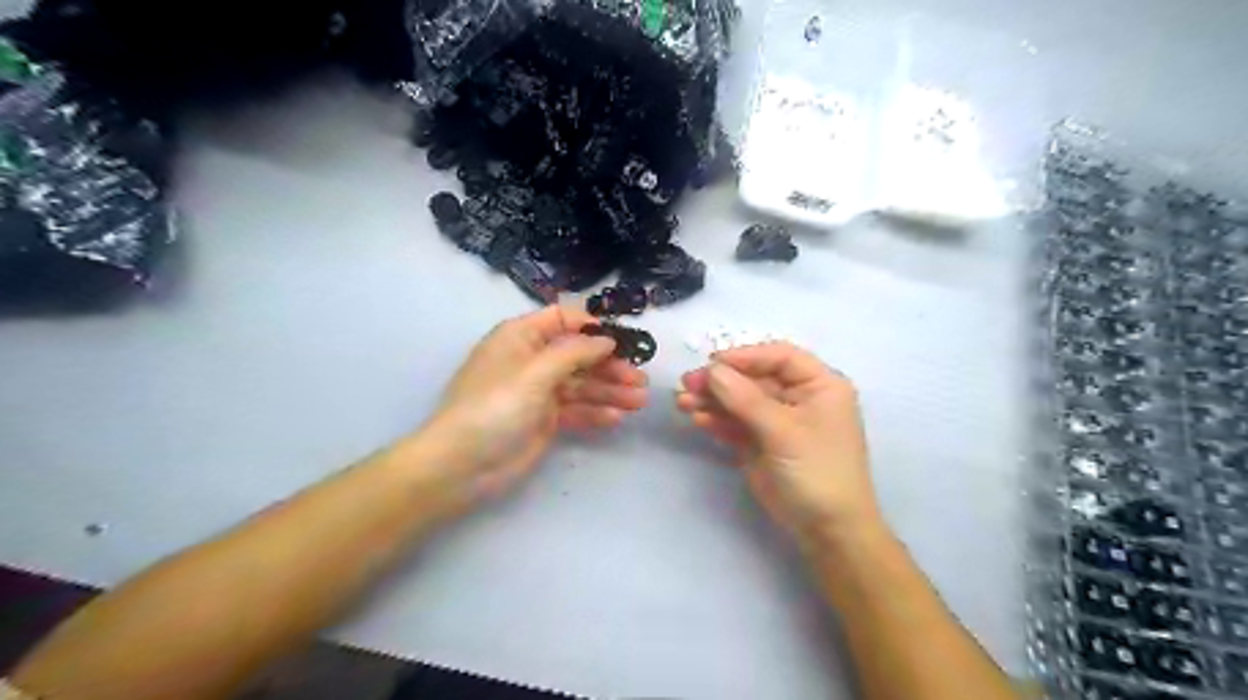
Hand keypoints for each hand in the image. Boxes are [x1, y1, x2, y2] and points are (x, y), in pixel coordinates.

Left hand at [425, 307, 649, 501]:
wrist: (463, 464)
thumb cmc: (495, 406)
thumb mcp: (535, 372)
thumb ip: (574, 353)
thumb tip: (606, 339)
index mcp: (521, 337)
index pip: (563, 320)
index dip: (593, 327)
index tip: (624, 339)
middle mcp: (532, 360)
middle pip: (579, 355)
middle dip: (610, 366)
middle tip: (640, 380)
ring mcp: (538, 392)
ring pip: (581, 384)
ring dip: (610, 391)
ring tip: (639, 401)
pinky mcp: (544, 420)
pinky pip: (575, 410)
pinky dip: (595, 412)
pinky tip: (617, 418)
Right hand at [678, 345, 881, 550]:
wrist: (827, 531)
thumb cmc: (817, 471)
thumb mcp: (784, 431)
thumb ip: (745, 398)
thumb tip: (712, 370)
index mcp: (819, 385)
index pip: (779, 357)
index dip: (746, 356)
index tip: (712, 362)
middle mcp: (798, 397)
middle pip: (754, 378)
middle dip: (721, 381)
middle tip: (688, 383)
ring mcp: (777, 421)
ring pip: (740, 401)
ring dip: (713, 400)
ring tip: (683, 403)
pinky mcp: (761, 443)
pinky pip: (736, 423)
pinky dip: (717, 420)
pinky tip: (696, 419)